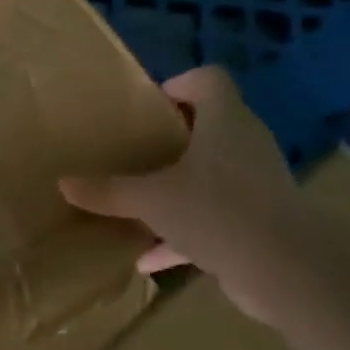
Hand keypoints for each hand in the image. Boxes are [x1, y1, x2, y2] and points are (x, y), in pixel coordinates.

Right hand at [59, 65, 313, 321]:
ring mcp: (256, 185)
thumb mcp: (150, 200)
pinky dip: (184, 233)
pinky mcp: (259, 223)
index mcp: (224, 122)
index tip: (149, 107)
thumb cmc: (215, 210)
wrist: (285, 270)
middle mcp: (245, 145)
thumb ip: (108, 191)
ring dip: (179, 187)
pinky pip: (215, 218)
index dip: (179, 85)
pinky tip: (148, 258)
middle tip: (136, 151)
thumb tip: (64, 184)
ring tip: (140, 199)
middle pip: (211, 127)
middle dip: (173, 139)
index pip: (208, 80)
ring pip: (212, 176)